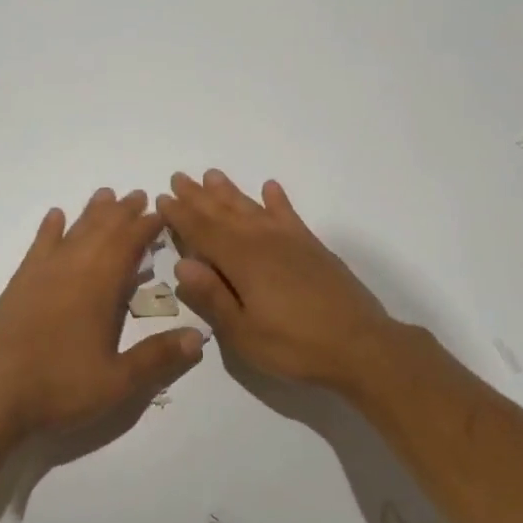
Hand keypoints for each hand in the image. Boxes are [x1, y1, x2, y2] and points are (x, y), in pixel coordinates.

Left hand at [0, 188, 205, 441]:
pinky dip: (49, 229)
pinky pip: (38, 247)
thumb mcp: (118, 382)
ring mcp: (41, 275)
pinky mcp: (18, 286)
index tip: (161, 212)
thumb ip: (158, 357)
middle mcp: (71, 270)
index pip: (128, 245)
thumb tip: (200, 337)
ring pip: (72, 232)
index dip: (147, 226)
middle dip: (122, 212)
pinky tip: (55, 217)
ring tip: (105, 195)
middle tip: (138, 196)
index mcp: (99, 287)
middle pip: (101, 230)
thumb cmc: (59, 388)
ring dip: (91, 213)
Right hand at [157, 171, 394, 390]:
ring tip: (213, 175)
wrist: (360, 346)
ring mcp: (291, 241)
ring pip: (253, 208)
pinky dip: (277, 200)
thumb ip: (212, 297)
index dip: (180, 215)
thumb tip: (182, 264)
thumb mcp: (243, 333)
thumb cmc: (294, 346)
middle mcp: (264, 241)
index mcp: (242, 261)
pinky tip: (270, 188)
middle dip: (199, 196)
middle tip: (180, 177)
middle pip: (224, 213)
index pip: (202, 231)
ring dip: (231, 192)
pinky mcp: (313, 248)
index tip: (162, 198)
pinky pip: (289, 215)